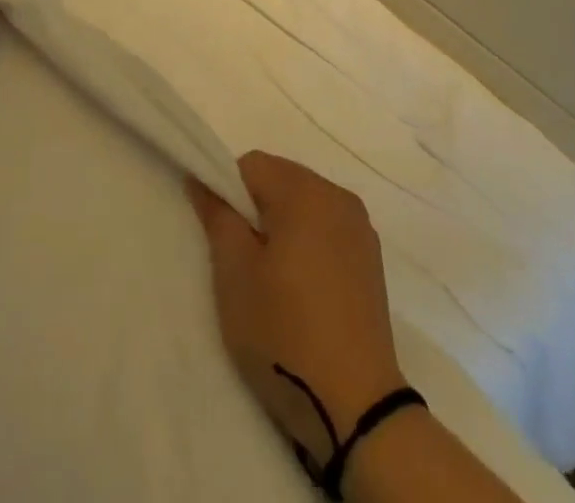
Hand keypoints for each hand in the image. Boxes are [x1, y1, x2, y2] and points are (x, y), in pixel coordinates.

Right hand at [186, 153, 406, 464]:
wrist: (356, 409)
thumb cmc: (284, 333)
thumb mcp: (234, 274)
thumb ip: (217, 216)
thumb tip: (203, 179)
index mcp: (306, 191)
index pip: (251, 165)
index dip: (227, 191)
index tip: (219, 235)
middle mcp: (339, 196)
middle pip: (281, 180)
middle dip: (255, 209)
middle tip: (243, 262)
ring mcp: (361, 229)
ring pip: (304, 205)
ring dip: (282, 227)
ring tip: (272, 280)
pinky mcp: (371, 260)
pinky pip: (327, 230)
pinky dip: (308, 244)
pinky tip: (302, 290)